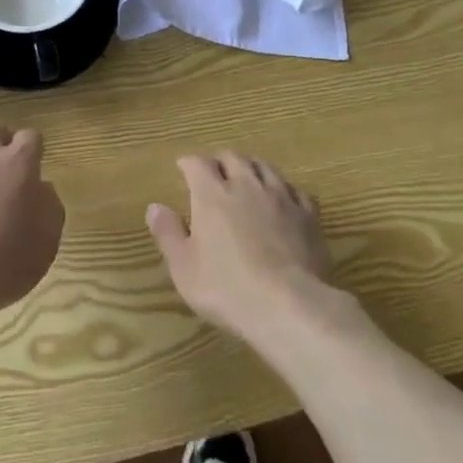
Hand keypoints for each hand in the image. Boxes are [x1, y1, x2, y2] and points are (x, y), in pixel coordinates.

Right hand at [147, 153, 337, 346]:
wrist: (288, 304)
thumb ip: (168, 233)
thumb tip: (155, 207)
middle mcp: (246, 185)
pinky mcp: (307, 214)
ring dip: (252, 168)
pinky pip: (295, 190)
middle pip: (233, 158)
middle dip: (221, 161)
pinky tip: (283, 200)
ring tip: (248, 178)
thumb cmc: (227, 287)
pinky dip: (284, 190)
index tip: (183, 168)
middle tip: (215, 172)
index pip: (197, 164)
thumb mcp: (184, 267)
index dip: (189, 163)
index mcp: (212, 194)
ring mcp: (280, 197)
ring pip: (265, 167)